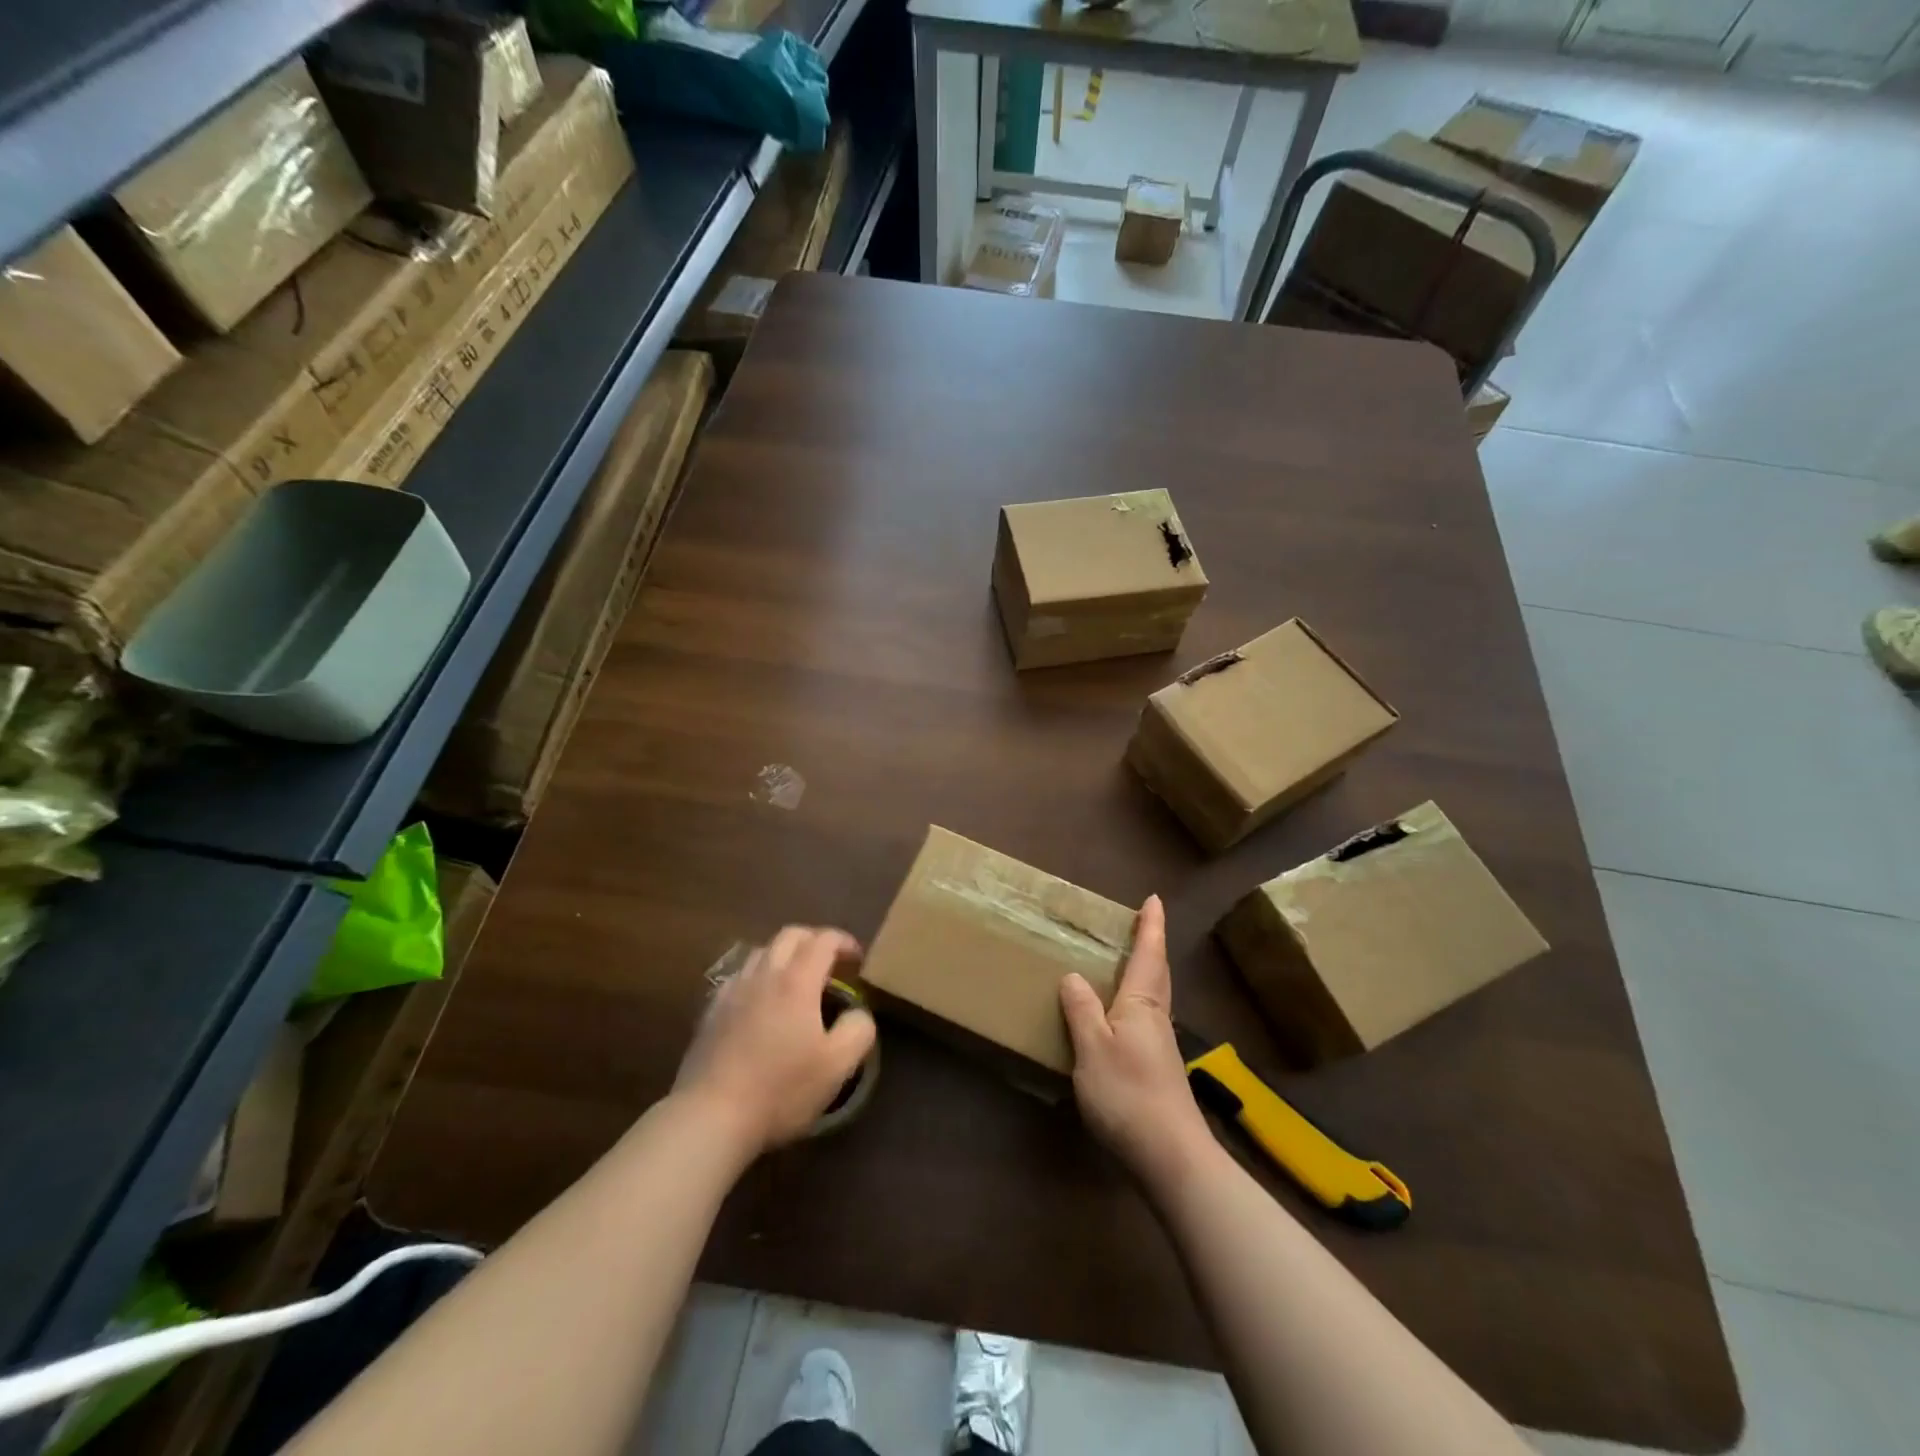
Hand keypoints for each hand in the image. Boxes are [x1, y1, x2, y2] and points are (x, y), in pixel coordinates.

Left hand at [674, 926, 876, 1156]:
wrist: (710, 1115)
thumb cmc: (780, 1088)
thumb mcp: (837, 1065)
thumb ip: (858, 1029)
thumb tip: (858, 1012)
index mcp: (797, 980)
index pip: (824, 939)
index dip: (844, 942)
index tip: (857, 960)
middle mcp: (763, 974)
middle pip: (790, 935)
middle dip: (814, 940)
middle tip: (830, 963)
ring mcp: (732, 990)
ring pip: (761, 951)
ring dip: (785, 955)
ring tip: (796, 981)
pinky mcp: (711, 1011)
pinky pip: (739, 976)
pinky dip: (758, 976)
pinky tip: (761, 1003)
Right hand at [1060, 896, 1213, 1187]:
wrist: (1171, 1157)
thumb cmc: (1129, 1094)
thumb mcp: (1092, 1048)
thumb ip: (1081, 1011)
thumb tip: (1073, 976)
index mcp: (1142, 1005)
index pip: (1148, 956)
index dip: (1150, 927)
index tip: (1154, 899)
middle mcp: (1156, 1019)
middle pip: (1157, 974)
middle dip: (1151, 947)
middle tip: (1143, 924)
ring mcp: (1160, 1047)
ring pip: (1154, 998)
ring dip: (1146, 974)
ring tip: (1128, 964)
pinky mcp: (1157, 1071)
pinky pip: (1146, 1021)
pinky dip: (1136, 1004)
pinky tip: (1122, 1019)